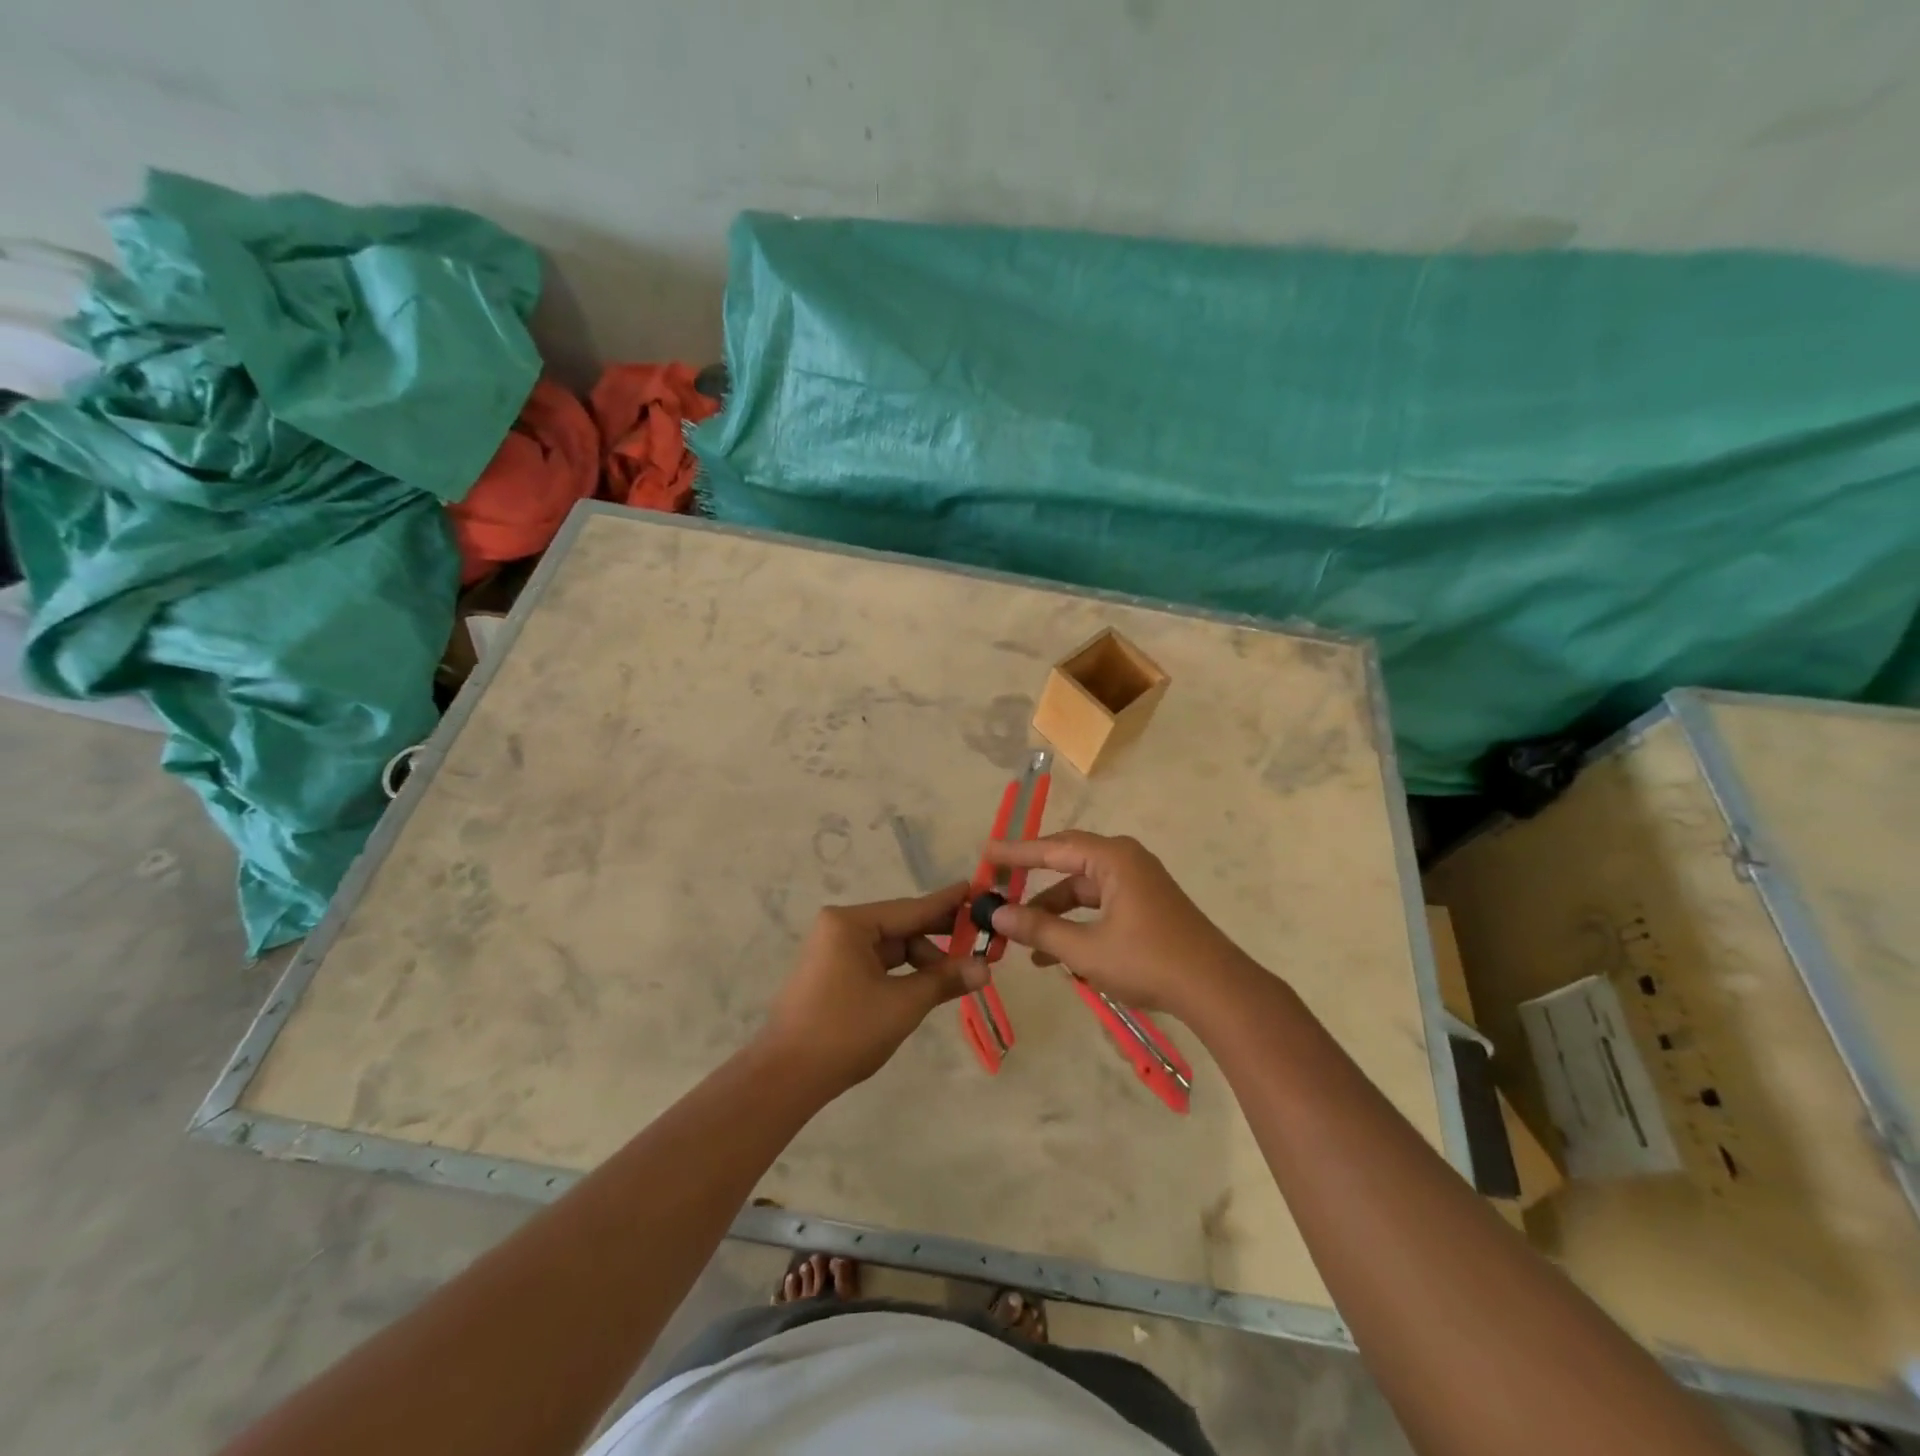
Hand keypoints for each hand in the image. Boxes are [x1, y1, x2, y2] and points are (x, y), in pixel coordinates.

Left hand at [760, 883, 986, 1094]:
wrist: (786, 1078)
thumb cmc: (845, 1032)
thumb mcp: (903, 1004)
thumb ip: (944, 980)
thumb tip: (985, 968)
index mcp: (850, 923)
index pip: (911, 908)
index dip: (947, 903)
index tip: (976, 889)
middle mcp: (839, 928)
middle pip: (900, 927)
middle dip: (938, 938)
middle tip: (979, 940)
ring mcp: (832, 952)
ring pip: (890, 948)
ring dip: (921, 961)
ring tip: (955, 978)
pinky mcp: (831, 975)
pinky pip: (876, 964)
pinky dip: (902, 973)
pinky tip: (926, 985)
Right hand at [984, 831, 1250, 1015]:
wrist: (1216, 990)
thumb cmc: (1149, 961)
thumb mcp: (1086, 949)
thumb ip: (1039, 929)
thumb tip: (997, 913)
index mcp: (1113, 858)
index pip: (1053, 847)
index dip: (1017, 852)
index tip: (986, 853)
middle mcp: (1125, 861)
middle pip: (1067, 863)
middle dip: (1032, 880)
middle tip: (997, 888)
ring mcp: (1138, 883)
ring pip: (1082, 889)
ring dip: (1054, 912)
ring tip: (1023, 941)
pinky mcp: (1146, 906)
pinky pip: (1100, 905)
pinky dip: (1077, 923)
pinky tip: (1056, 955)